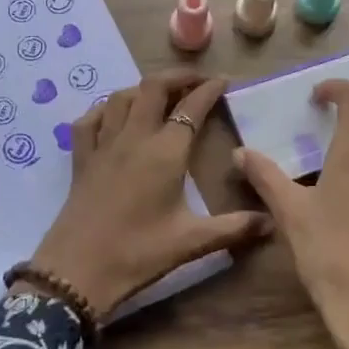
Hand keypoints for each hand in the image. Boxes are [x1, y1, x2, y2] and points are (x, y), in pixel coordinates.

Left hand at [24, 72, 271, 318]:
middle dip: (177, 77)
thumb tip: (270, 222)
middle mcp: (134, 137)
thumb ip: (233, 228)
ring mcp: (103, 144)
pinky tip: (113, 115)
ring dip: (143, 88)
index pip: (191, 107)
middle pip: (153, 87)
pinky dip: (105, 109)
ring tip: (160, 95)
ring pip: (121, 97)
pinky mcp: (81, 158)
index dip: (209, 90)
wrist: (77, 271)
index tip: (224, 81)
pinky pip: (90, 119)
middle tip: (195, 82)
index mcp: (165, 152)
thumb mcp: (191, 242)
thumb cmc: (139, 253)